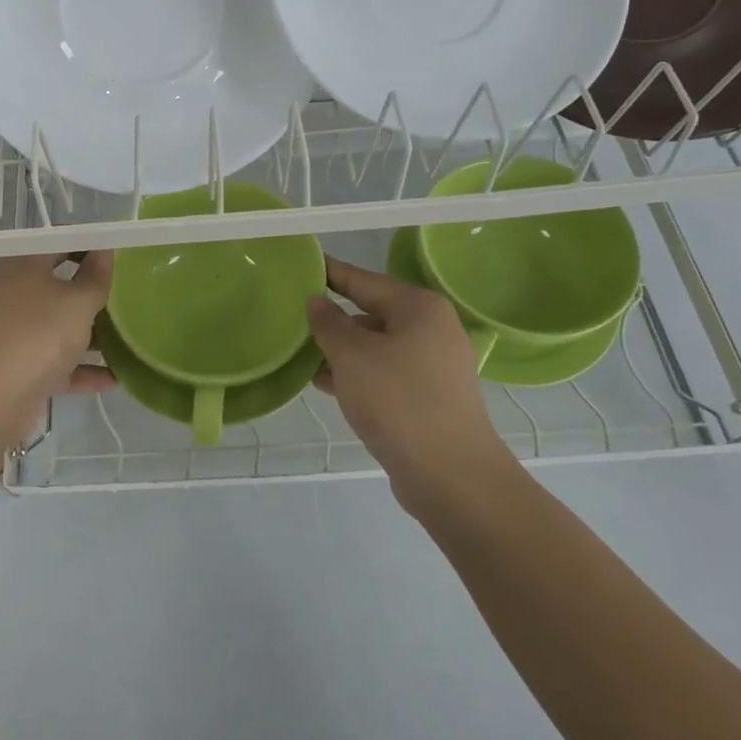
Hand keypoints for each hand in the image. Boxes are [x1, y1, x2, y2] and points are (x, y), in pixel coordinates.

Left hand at [0, 252, 113, 445]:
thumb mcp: (78, 302)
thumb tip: (103, 251)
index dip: (87, 247)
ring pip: (59, 328)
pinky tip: (115, 378)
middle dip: (93, 294)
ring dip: (91, 335)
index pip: (58, 245)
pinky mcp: (21, 370)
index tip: (118, 257)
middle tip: (130, 296)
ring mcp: (16, 335)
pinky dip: (83, 370)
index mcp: (24, 267)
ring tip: (129, 338)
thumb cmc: (37, 333)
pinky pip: (58, 365)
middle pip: (59, 288)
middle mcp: (15, 296)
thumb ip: (95, 278)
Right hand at [307, 257, 514, 516]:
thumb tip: (317, 301)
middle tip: (290, 314)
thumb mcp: (352, 356)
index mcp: (418, 308)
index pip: (363, 279)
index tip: (301, 264)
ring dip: (339, 350)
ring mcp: (431, 366)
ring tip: (298, 353)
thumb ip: (328, 323)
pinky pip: (383, 374)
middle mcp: (430, 329)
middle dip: (331, 317)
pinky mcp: (427, 398)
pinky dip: (355, 375)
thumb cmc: (398, 401)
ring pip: (375, 347)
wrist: (450, 475)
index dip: (330, 272)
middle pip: (370, 313)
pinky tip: (323, 383)